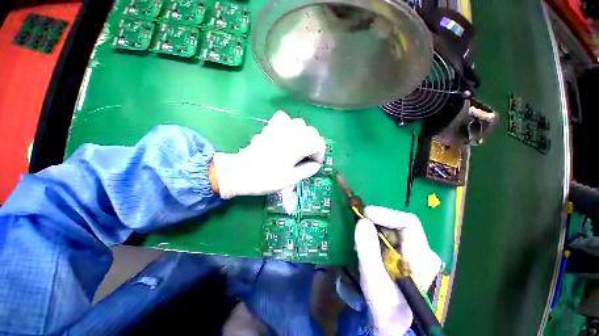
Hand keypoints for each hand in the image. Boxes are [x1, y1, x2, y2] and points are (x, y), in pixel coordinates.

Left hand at [212, 111, 325, 198]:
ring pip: (299, 123)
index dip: (319, 155)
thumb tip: (316, 164)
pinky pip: (284, 118)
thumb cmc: (267, 178)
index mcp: (298, 146)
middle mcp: (291, 133)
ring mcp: (279, 127)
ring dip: (302, 135)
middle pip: (312, 132)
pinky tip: (285, 135)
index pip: (319, 143)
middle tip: (306, 157)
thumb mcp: (291, 179)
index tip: (314, 164)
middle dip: (312, 144)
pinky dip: (288, 125)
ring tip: (297, 147)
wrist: (241, 172)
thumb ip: (308, 170)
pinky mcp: (269, 127)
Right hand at [355, 206, 440, 334]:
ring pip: (391, 230)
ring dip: (373, 230)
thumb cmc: (385, 306)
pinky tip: (366, 246)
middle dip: (376, 222)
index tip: (364, 214)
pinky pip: (388, 237)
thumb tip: (362, 221)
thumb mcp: (373, 280)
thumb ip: (368, 250)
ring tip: (360, 240)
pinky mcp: (405, 255)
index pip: (408, 222)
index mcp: (422, 256)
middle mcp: (422, 251)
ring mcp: (414, 253)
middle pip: (398, 224)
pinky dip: (374, 236)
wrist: (391, 324)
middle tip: (358, 226)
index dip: (385, 214)